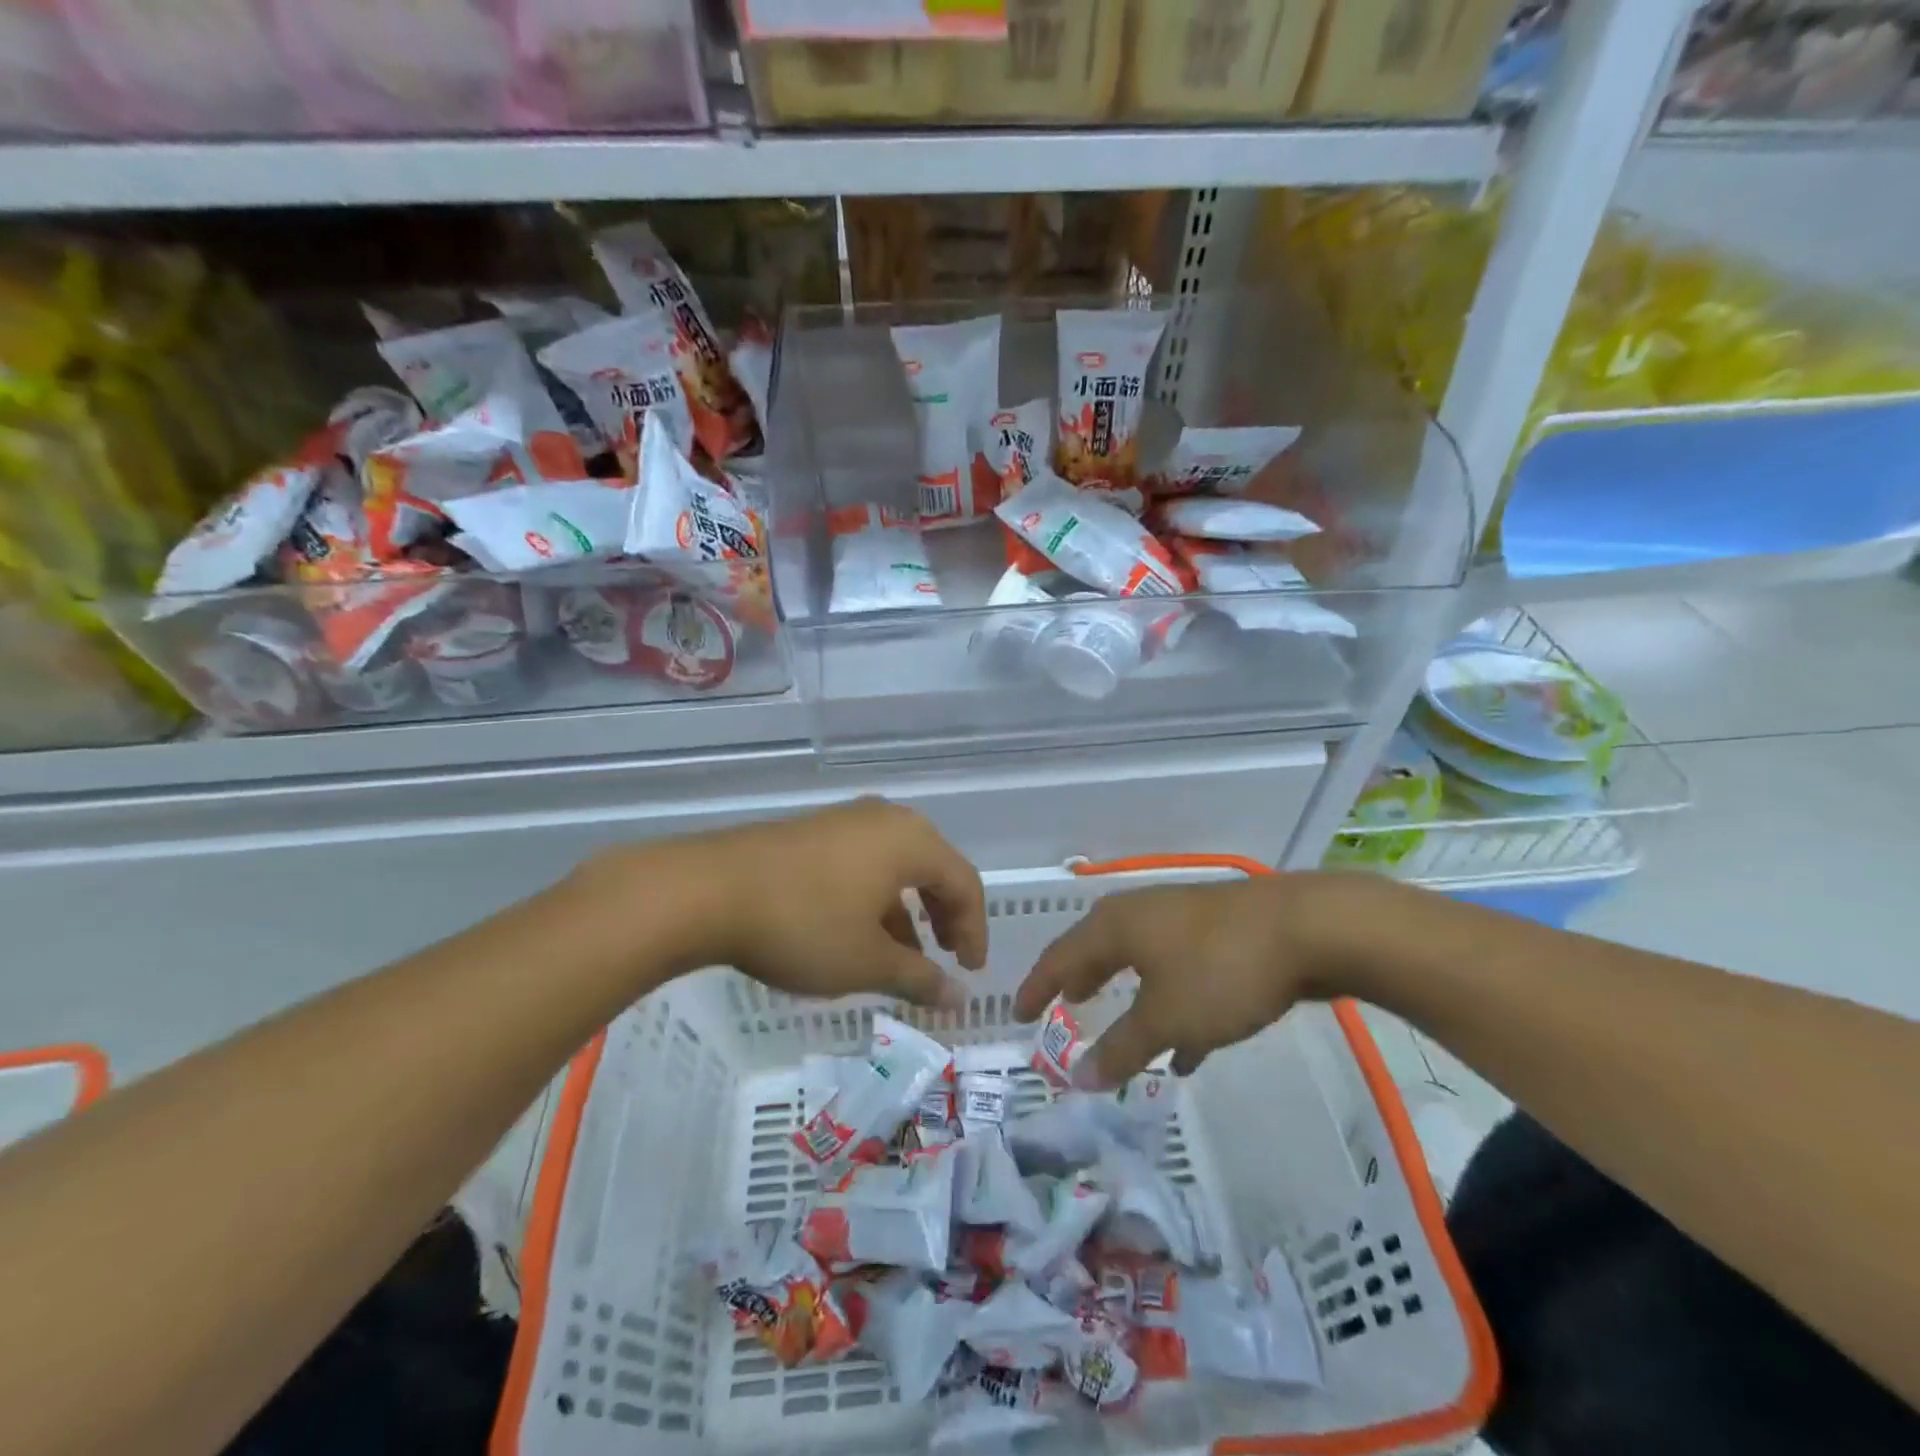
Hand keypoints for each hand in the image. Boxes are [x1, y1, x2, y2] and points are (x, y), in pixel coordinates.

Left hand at [626, 798, 987, 1007]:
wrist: (707, 890)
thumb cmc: (804, 925)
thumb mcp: (867, 962)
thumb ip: (920, 978)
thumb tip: (960, 998)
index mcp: (911, 841)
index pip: (964, 883)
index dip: (975, 930)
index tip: (970, 972)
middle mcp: (884, 820)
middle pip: (933, 867)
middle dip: (944, 916)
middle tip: (946, 956)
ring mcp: (844, 821)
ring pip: (896, 866)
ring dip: (907, 911)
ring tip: (901, 956)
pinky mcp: (812, 832)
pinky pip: (863, 862)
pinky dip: (874, 898)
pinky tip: (857, 933)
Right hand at [1013, 874, 1364, 1088]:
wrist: (1308, 928)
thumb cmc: (1221, 971)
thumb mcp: (1166, 1018)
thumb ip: (1121, 1049)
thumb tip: (1077, 1078)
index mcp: (1116, 926)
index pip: (1060, 956)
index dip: (1037, 987)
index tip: (1019, 1014)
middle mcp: (1141, 914)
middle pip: (1097, 949)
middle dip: (1079, 980)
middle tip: (1062, 1006)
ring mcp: (1182, 919)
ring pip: (1140, 959)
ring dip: (1125, 994)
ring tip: (1114, 1021)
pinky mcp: (1219, 932)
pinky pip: (1178, 971)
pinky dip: (1170, 1003)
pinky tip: (1186, 1046)